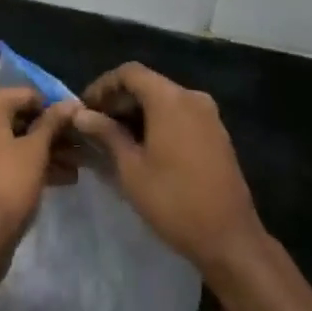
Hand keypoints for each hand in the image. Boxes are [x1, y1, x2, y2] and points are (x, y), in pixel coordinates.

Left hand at [0, 87, 76, 261]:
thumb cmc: (7, 186)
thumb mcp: (36, 151)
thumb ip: (53, 122)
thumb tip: (70, 102)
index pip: (27, 95)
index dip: (56, 110)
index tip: (79, 125)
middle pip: (19, 118)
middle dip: (51, 134)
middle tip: (81, 149)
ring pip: (12, 141)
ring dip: (43, 152)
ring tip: (76, 168)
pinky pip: (1, 159)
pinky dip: (25, 164)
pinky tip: (59, 179)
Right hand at [74, 63, 262, 273]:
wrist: (229, 237)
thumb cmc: (173, 201)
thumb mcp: (131, 168)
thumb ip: (106, 134)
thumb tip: (82, 114)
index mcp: (170, 99)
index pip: (129, 73)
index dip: (102, 86)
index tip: (83, 108)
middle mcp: (192, 97)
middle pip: (148, 84)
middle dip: (118, 100)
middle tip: (93, 126)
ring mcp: (208, 115)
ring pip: (164, 100)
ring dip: (137, 113)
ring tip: (112, 139)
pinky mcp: (216, 133)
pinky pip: (180, 115)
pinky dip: (157, 122)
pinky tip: (142, 148)